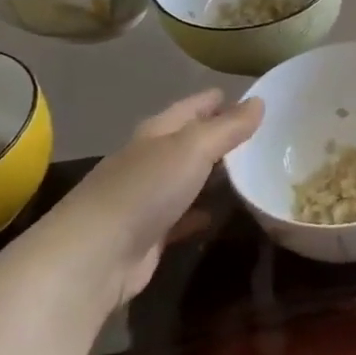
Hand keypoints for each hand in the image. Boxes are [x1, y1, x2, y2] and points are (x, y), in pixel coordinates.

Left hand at [38, 91, 262, 305]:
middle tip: (260, 135)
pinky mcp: (150, 234)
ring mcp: (147, 198)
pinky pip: (183, 216)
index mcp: (156, 133)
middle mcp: (149, 161)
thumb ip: (228, 127)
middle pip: (188, 142)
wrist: (95, 256)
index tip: (249, 98)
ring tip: (251, 172)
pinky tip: (220, 213)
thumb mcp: (193, 149)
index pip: (190, 108)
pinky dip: (201, 212)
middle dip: (218, 136)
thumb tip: (259, 101)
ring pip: (187, 178)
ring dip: (213, 175)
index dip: (215, 100)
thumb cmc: (145, 190)